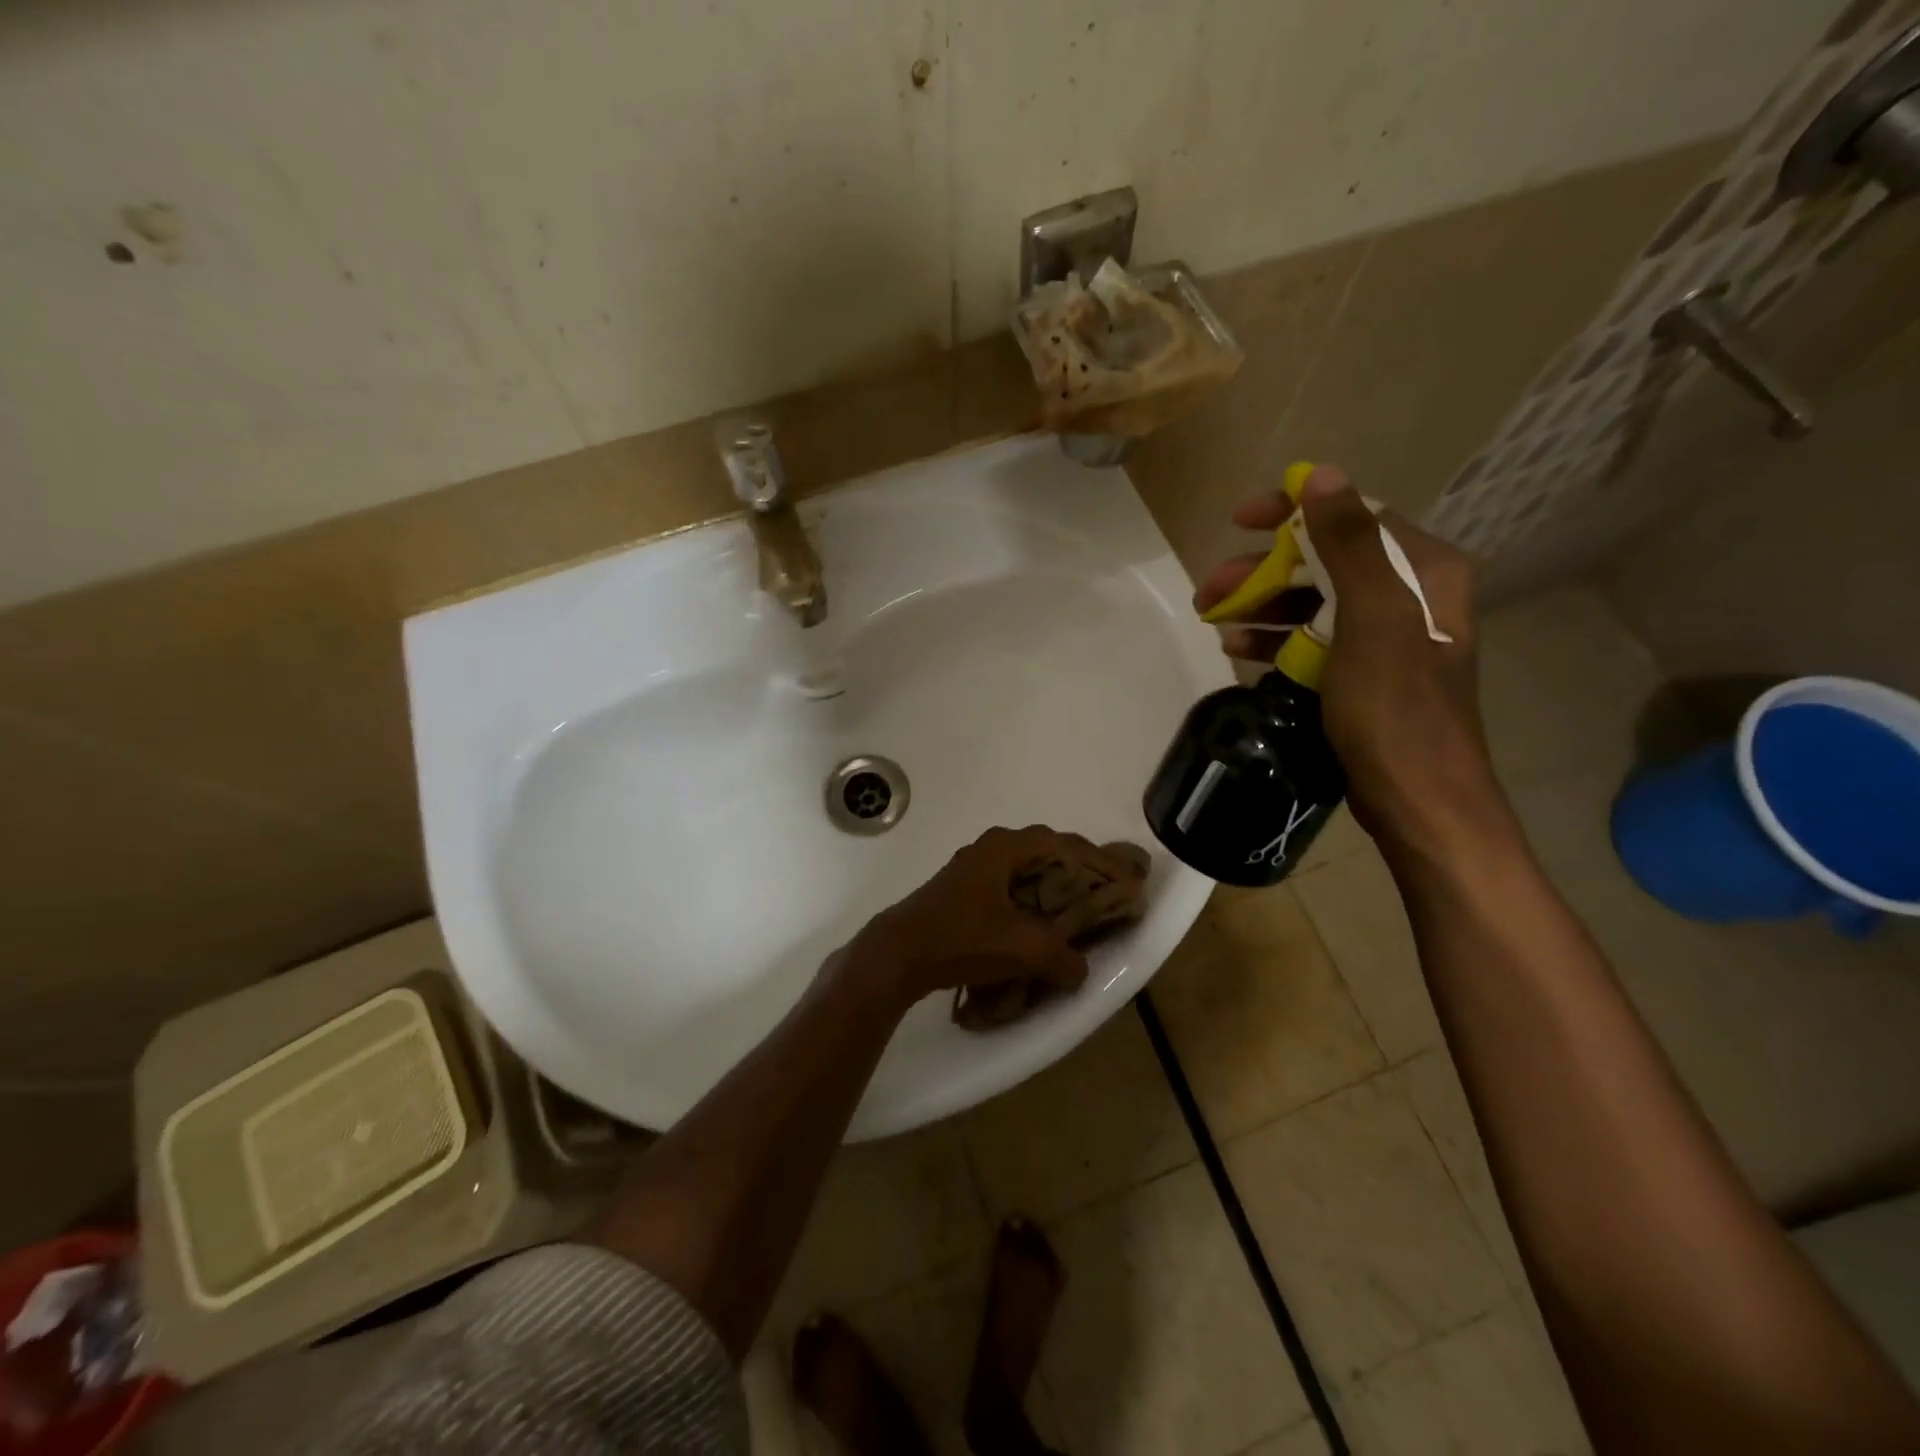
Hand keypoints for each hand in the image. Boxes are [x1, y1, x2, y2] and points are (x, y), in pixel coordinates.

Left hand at [836, 826, 1138, 1009]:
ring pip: (1024, 869)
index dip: (1099, 860)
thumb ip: (1061, 957)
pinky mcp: (960, 891)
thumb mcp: (1022, 948)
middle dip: (1078, 869)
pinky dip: (1030, 898)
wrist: (898, 953)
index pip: (1064, 843)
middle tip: (1106, 889)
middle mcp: (989, 848)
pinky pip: (1008, 886)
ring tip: (1078, 907)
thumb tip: (1080, 970)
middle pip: (1045, 851)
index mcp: (1005, 847)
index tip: (1126, 876)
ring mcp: (971, 868)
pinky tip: (1038, 922)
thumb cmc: (962, 938)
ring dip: (1052, 884)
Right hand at [1194, 466, 1510, 862]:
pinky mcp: (1363, 672)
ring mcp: (1385, 636)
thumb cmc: (1395, 706)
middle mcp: (1409, 594)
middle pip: (1324, 561)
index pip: (1352, 517)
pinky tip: (1237, 648)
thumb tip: (1322, 476)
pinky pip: (1312, 639)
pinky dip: (1275, 639)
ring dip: (1261, 605)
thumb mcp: (1372, 618)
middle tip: (1209, 588)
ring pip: (1313, 602)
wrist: (1417, 797)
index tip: (1239, 519)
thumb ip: (1349, 543)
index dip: (1293, 511)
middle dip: (1263, 571)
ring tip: (1211, 618)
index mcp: (1422, 570)